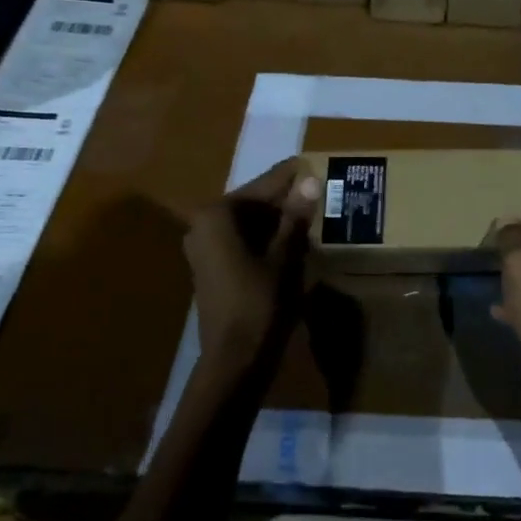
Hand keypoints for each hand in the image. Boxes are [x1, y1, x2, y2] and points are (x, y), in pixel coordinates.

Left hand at [184, 159, 319, 365]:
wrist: (234, 359)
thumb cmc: (260, 303)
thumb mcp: (284, 256)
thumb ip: (295, 216)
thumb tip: (309, 179)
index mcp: (217, 216)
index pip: (261, 186)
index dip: (289, 176)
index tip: (311, 161)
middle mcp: (203, 225)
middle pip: (252, 203)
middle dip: (284, 198)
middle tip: (318, 189)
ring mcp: (204, 248)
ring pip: (248, 223)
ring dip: (277, 219)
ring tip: (312, 212)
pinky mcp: (211, 268)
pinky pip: (241, 241)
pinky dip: (265, 238)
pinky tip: (293, 240)